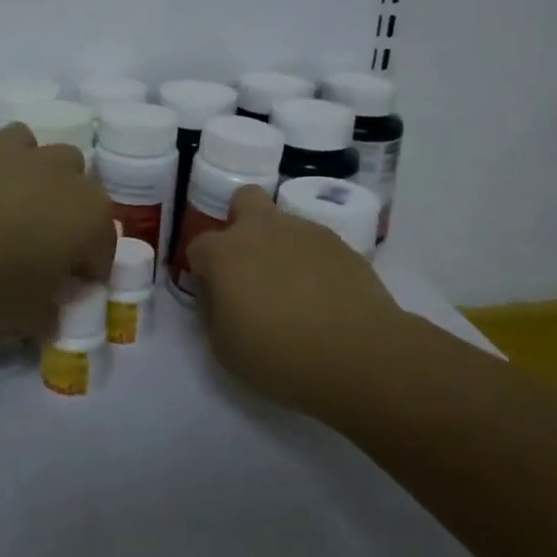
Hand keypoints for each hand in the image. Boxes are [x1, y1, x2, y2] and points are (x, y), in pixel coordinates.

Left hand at [0, 123, 117, 337]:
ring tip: (24, 210)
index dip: (89, 274)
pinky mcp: (0, 142)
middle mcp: (76, 181)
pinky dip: (18, 156)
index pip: (104, 252)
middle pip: (89, 202)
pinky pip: (21, 142)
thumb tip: (52, 320)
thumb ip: (49, 317)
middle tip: (45, 251)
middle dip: (75, 223)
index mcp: (94, 221)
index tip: (67, 291)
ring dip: (54, 182)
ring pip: (63, 161)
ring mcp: (39, 156)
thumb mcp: (28, 315)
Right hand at [188, 185, 403, 413]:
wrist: (358, 354)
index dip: (203, 271)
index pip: (198, 247)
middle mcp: (261, 230)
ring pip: (283, 223)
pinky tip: (324, 296)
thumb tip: (220, 296)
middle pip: (243, 200)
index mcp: (224, 253)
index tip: (215, 296)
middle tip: (250, 264)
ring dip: (280, 246)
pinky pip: (314, 244)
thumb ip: (213, 312)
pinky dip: (312, 262)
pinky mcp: (340, 243)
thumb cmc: (279, 356)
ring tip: (295, 291)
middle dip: (241, 222)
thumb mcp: (224, 347)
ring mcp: (304, 231)